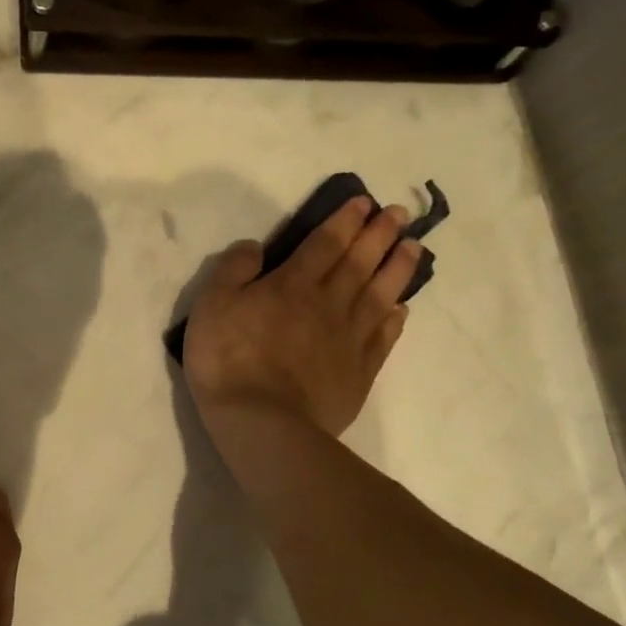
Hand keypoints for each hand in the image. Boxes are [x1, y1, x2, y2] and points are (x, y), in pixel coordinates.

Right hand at [183, 195, 424, 436]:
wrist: (263, 422)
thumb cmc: (229, 359)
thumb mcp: (212, 305)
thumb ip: (233, 270)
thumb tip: (255, 245)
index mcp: (293, 284)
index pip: (325, 243)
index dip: (345, 220)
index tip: (364, 202)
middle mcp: (328, 303)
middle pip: (359, 262)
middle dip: (379, 234)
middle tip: (398, 214)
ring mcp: (349, 339)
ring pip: (380, 294)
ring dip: (398, 268)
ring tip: (414, 247)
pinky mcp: (359, 372)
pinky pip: (383, 338)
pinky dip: (394, 319)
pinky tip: (402, 308)